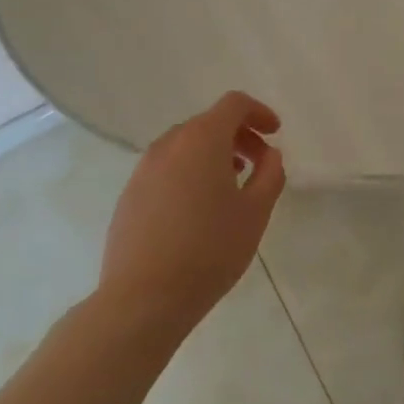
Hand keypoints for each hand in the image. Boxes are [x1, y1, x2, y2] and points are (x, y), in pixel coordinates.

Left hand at [99, 91, 285, 329]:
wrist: (143, 298)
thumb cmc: (209, 250)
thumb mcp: (255, 213)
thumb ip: (270, 175)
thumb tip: (269, 155)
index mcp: (202, 139)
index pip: (233, 104)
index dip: (259, 112)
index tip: (275, 133)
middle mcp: (169, 144)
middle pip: (208, 122)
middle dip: (238, 135)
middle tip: (260, 164)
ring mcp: (144, 169)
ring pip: (185, 145)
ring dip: (213, 154)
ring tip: (231, 186)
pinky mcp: (129, 195)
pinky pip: (166, 168)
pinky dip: (189, 172)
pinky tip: (198, 208)